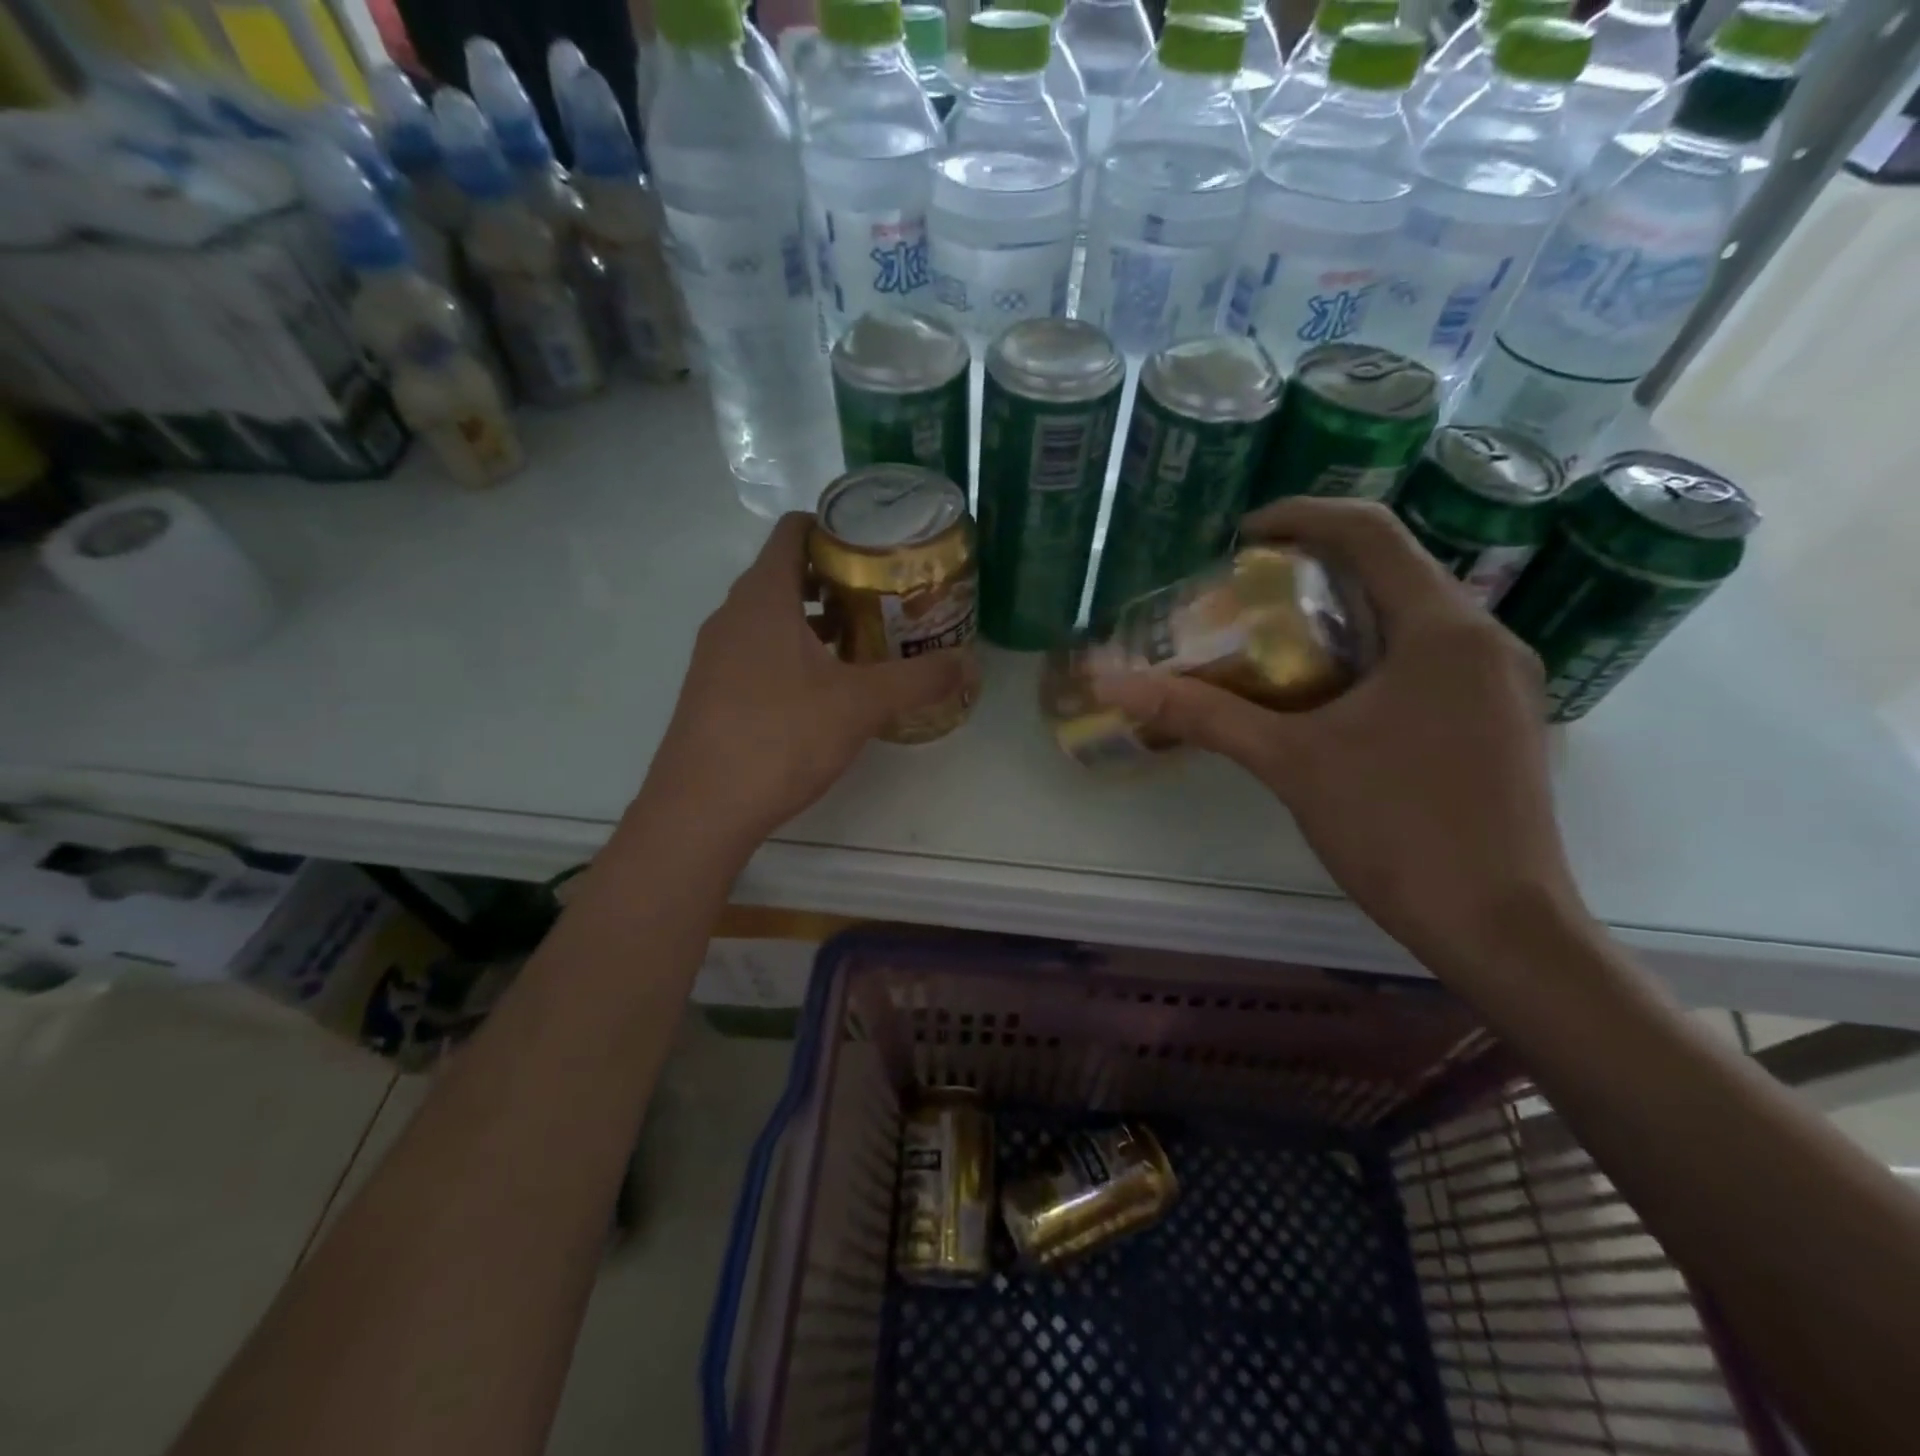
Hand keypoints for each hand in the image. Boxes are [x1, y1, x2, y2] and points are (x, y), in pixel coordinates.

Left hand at [636, 513, 972, 851]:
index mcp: (763, 597)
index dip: (837, 529)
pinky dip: (796, 653)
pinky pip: (759, 650)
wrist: (702, 808)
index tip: (880, 548)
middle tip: (887, 598)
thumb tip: (971, 665)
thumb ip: (918, 680)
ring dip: (818, 621)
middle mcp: (733, 615)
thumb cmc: (781, 737)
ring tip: (866, 642)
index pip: (795, 531)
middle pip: (787, 573)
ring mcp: (718, 654)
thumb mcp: (860, 705)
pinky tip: (827, 688)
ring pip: (773, 616)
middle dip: (838, 580)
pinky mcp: (714, 690)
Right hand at [1096, 498, 1581, 963]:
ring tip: (1276, 639)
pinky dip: (1372, 651)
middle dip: (1315, 567)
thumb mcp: (1288, 762)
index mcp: (1443, 628)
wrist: (1499, 928)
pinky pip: (1429, 657)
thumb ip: (1202, 714)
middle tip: (1246, 591)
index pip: (1371, 530)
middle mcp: (1485, 638)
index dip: (1300, 516)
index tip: (1241, 536)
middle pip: (1393, 568)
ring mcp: (1501, 681)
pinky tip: (1329, 693)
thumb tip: (1114, 682)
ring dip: (1343, 611)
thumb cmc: (1396, 829)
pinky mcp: (1499, 718)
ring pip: (1412, 615)